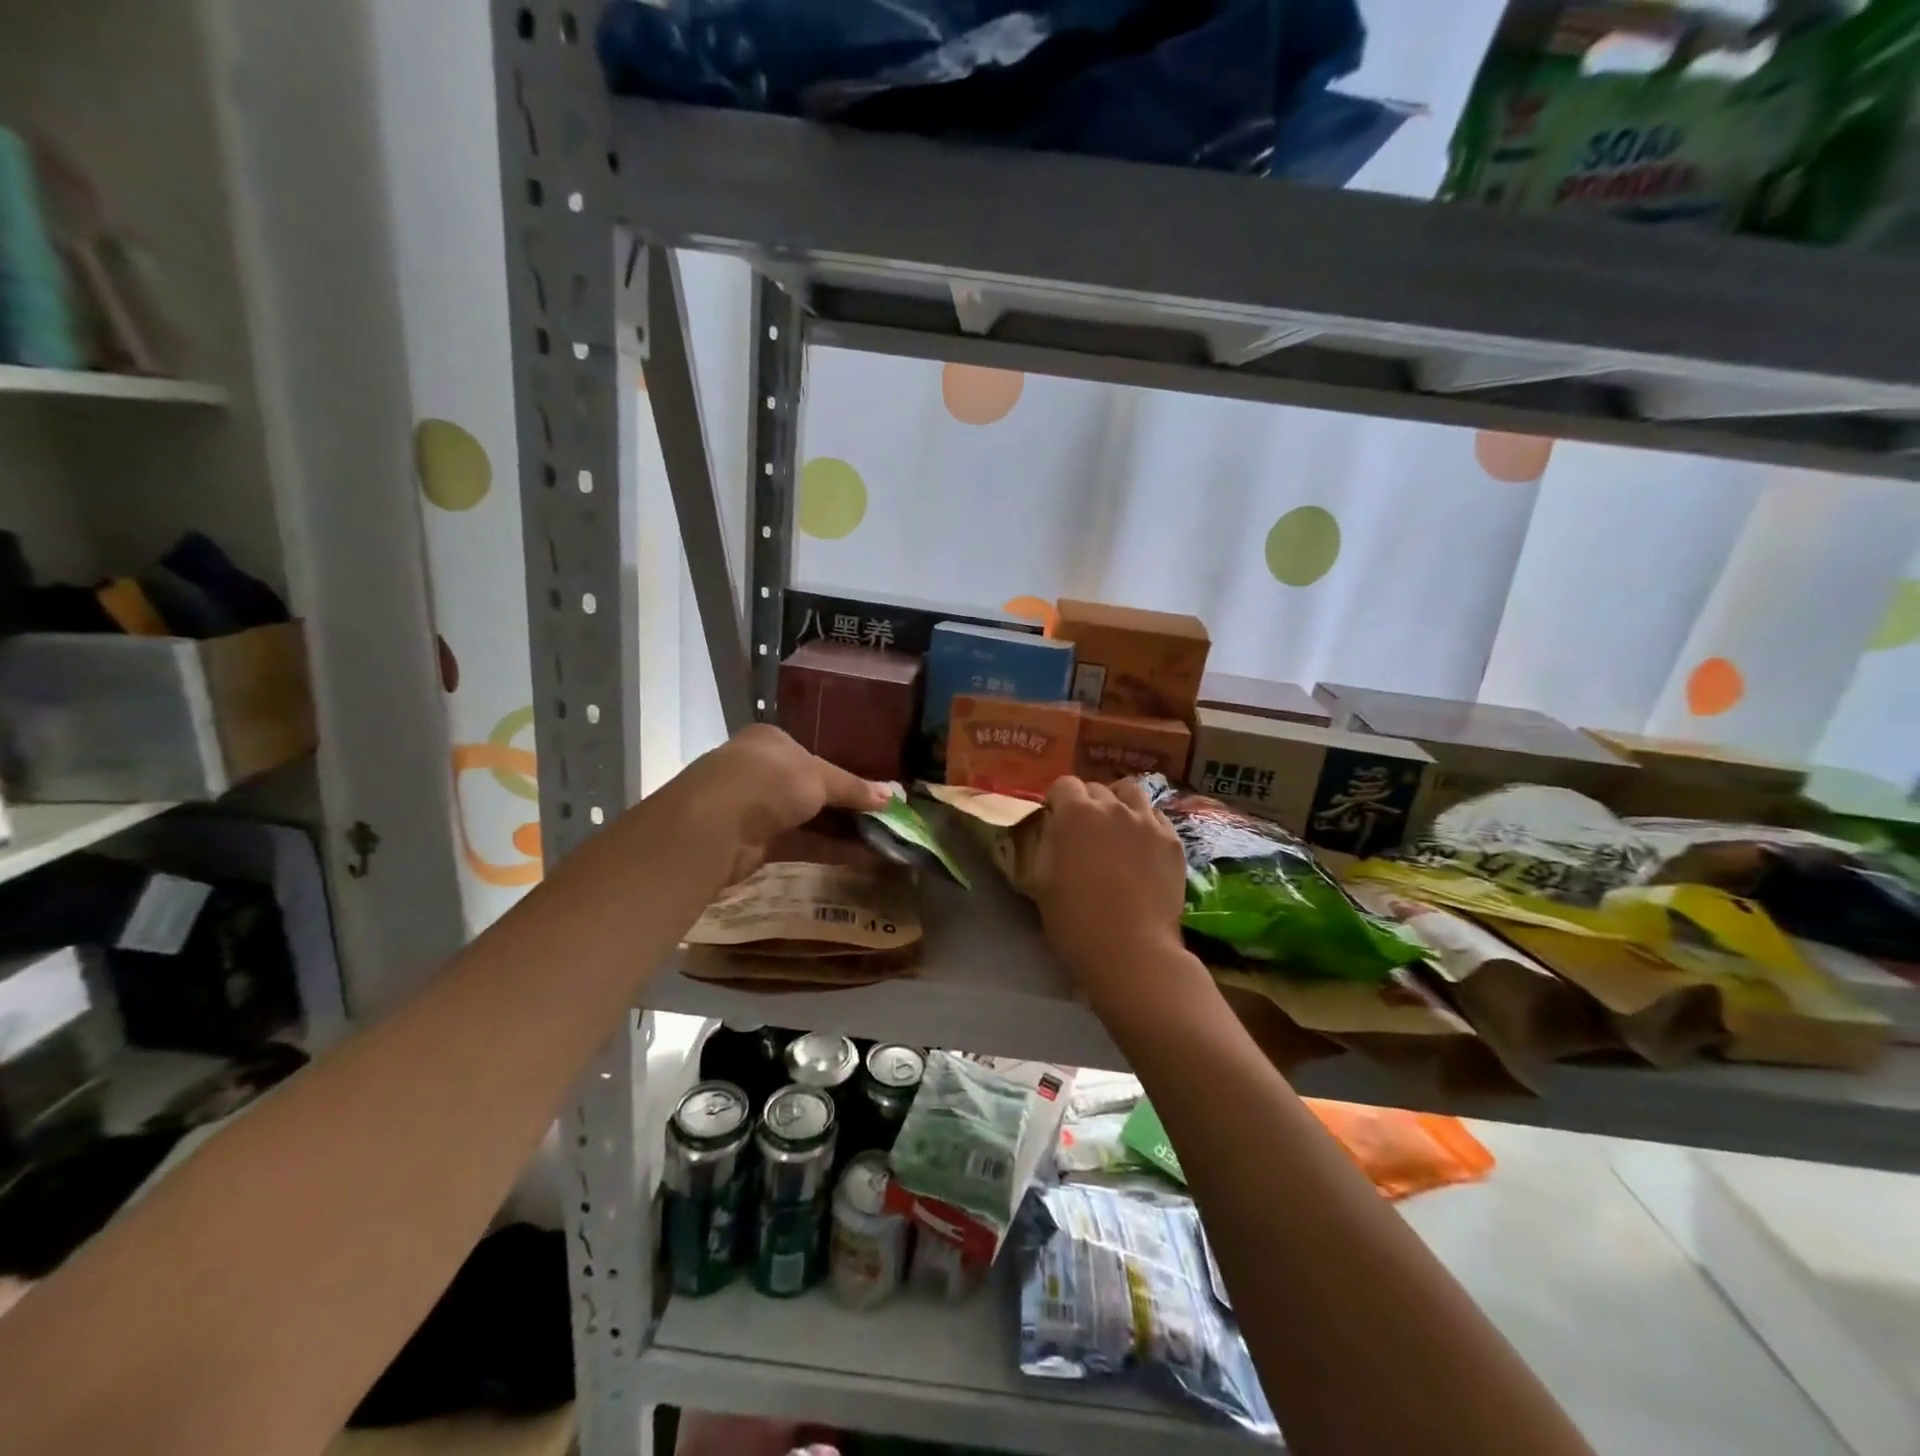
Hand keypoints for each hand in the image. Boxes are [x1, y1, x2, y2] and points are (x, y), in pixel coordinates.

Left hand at [655, 724, 890, 882]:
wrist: (713, 826)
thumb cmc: (768, 782)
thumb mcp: (819, 777)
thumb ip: (854, 788)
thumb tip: (891, 797)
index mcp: (770, 743)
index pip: (812, 756)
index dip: (845, 775)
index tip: (873, 792)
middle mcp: (760, 771)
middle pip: (812, 789)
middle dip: (847, 807)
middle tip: (884, 820)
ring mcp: (755, 809)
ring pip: (808, 819)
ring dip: (843, 830)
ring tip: (883, 841)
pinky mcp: (756, 844)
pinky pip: (801, 843)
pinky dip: (830, 849)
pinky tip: (863, 857)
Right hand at [1031, 776, 1190, 1009]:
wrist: (1131, 950)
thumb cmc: (1074, 920)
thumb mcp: (1040, 880)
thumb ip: (1044, 843)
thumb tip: (1051, 828)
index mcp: (1075, 813)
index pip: (1064, 784)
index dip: (1056, 800)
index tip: (1054, 818)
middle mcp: (1113, 807)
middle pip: (1096, 788)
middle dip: (1085, 802)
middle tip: (1082, 830)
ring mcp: (1148, 822)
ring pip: (1131, 794)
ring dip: (1118, 804)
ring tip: (1116, 827)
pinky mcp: (1173, 841)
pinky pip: (1156, 818)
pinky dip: (1145, 823)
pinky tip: (1141, 845)